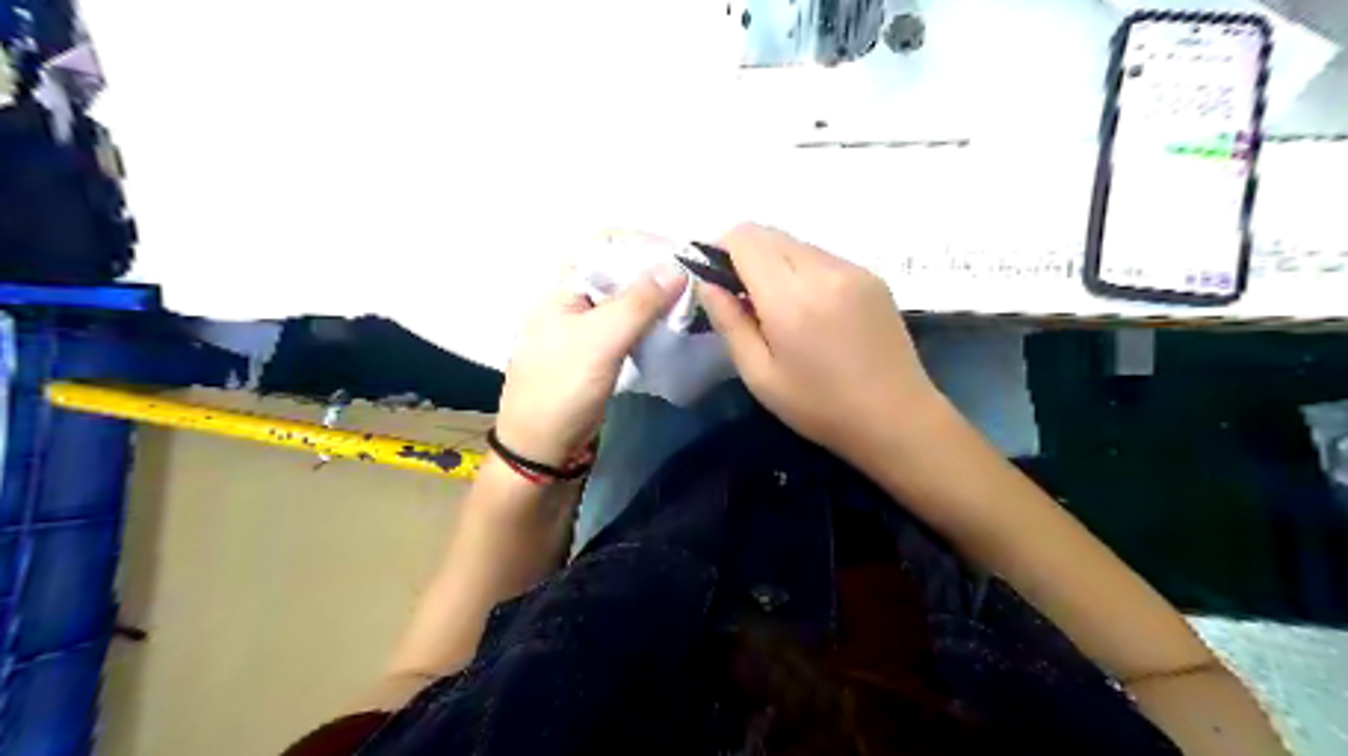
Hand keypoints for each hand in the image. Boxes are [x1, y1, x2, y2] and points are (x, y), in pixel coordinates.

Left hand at [492, 263, 684, 466]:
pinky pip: (628, 324)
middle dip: (655, 270)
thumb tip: (678, 266)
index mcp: (565, 286)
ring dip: (656, 297)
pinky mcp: (599, 351)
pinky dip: (650, 321)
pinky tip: (672, 326)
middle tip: (694, 282)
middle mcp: (575, 299)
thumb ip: (638, 303)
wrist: (541, 448)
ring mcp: (586, 326)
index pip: (606, 243)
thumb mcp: (600, 341)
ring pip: (627, 298)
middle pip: (619, 269)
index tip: (681, 256)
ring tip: (689, 302)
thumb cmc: (563, 388)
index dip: (643, 243)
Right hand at [696, 220, 938, 459]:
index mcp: (790, 298)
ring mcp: (852, 269)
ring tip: (778, 307)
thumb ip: (729, 323)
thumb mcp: (760, 376)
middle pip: (769, 233)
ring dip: (775, 262)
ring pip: (796, 243)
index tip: (714, 278)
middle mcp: (822, 270)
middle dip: (745, 255)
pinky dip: (803, 270)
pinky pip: (823, 257)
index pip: (744, 238)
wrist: (897, 417)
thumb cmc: (820, 407)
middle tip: (743, 298)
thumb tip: (707, 284)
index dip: (720, 249)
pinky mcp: (872, 276)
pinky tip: (811, 309)